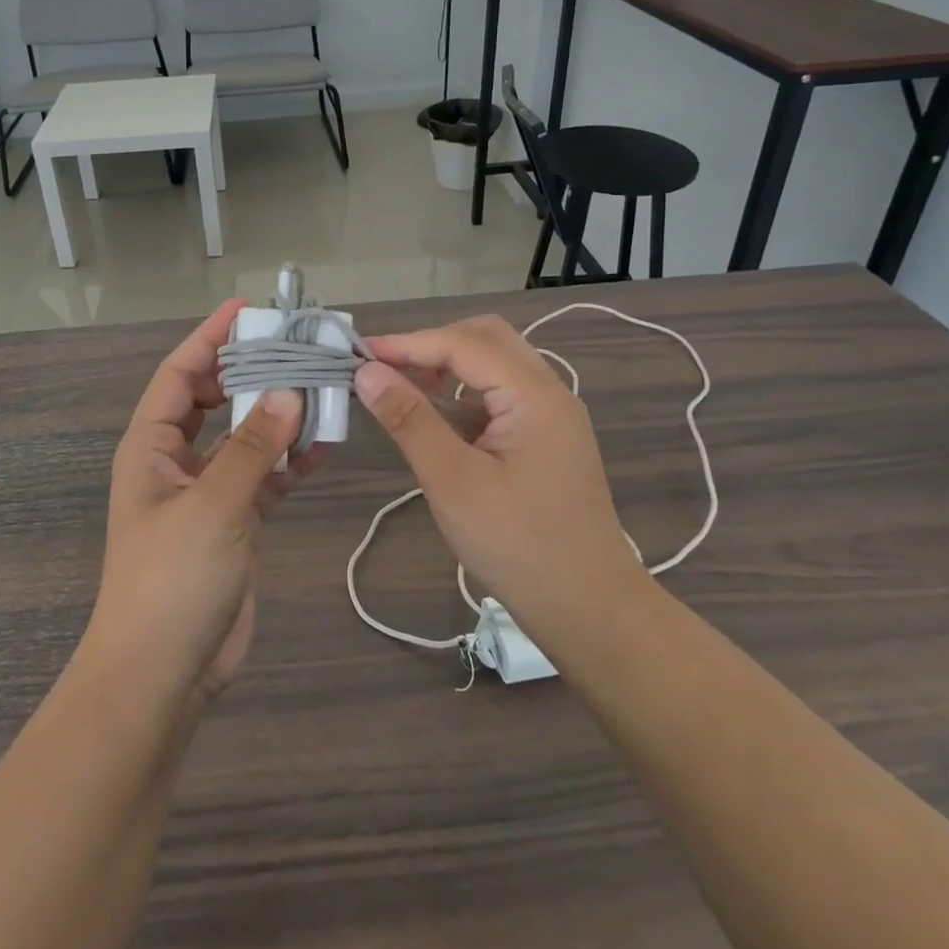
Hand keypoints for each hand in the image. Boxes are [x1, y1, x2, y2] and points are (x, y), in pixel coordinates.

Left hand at [86, 301, 321, 708]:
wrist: (162, 675)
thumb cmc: (171, 580)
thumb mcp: (212, 507)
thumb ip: (253, 448)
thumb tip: (290, 391)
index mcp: (152, 447)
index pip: (180, 375)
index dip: (209, 339)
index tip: (248, 311)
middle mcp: (178, 462)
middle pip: (216, 400)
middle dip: (250, 372)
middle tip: (296, 345)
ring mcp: (208, 493)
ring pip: (246, 438)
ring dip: (278, 415)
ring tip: (322, 386)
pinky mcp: (236, 523)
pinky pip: (266, 477)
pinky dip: (291, 460)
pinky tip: (325, 444)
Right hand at [353, 315, 649, 642]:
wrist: (589, 610)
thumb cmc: (518, 545)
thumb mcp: (452, 481)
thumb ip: (410, 420)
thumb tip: (367, 372)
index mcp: (534, 394)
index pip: (463, 343)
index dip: (408, 343)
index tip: (359, 354)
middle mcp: (548, 392)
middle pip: (485, 338)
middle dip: (432, 344)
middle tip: (386, 368)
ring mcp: (551, 415)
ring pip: (494, 364)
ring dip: (448, 367)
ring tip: (403, 389)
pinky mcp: (546, 438)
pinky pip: (500, 395)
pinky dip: (463, 395)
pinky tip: (436, 421)